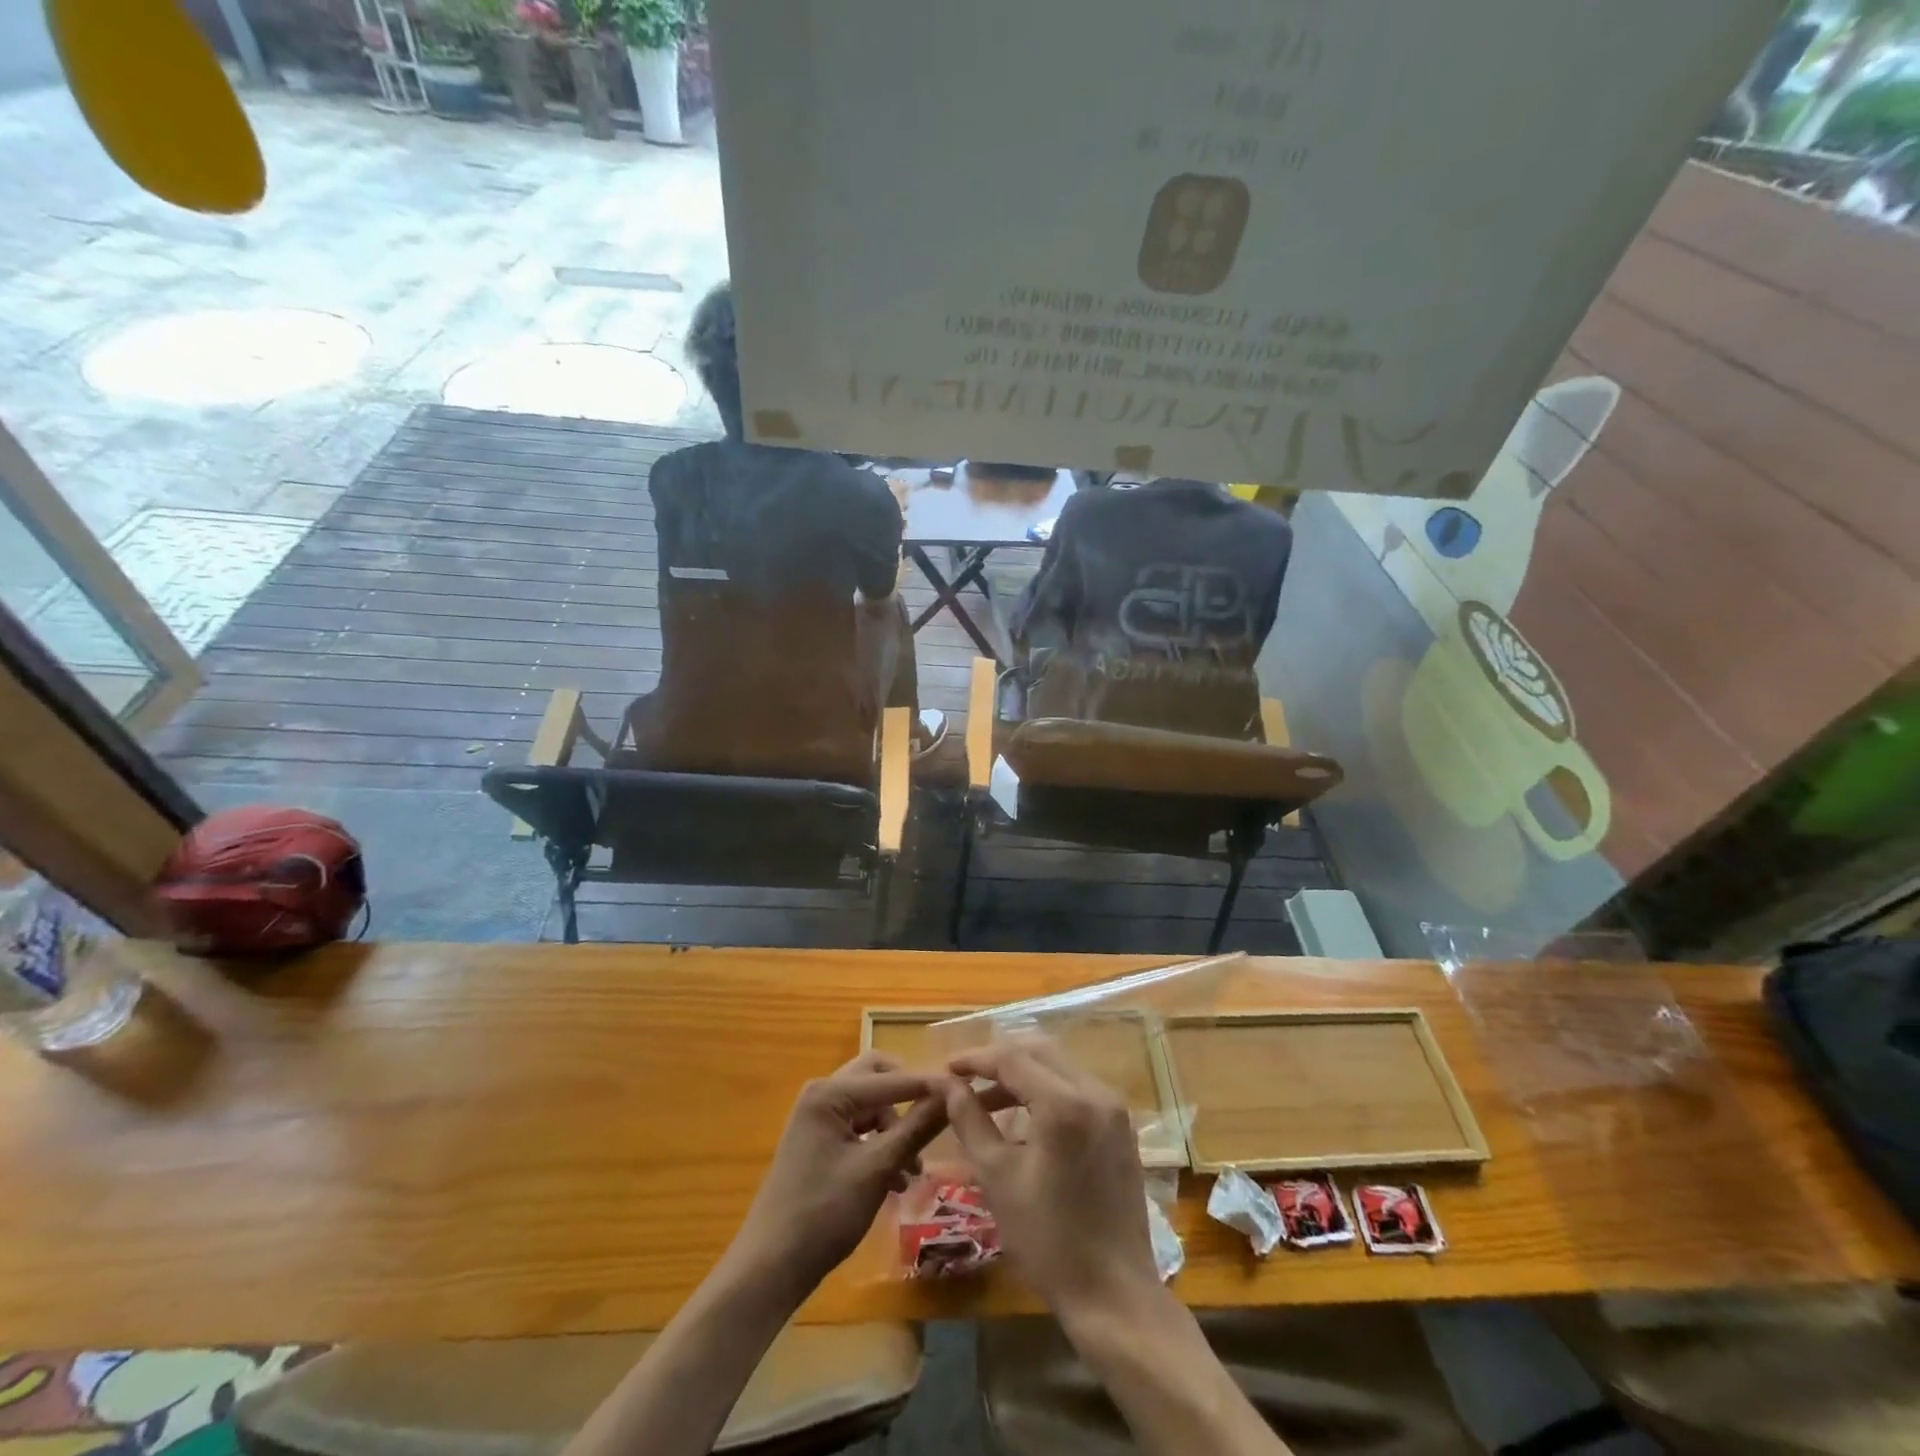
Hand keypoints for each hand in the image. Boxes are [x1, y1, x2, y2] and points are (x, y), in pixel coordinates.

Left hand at [728, 1053, 948, 1305]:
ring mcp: (818, 1118)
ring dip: (896, 1129)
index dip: (929, 1085)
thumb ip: (916, 1128)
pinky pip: (860, 1128)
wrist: (769, 1268)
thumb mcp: (877, 1169)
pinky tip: (896, 1180)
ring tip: (913, 1172)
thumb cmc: (823, 1214)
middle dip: (908, 1099)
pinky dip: (881, 1145)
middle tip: (934, 1122)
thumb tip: (952, 1095)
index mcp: (829, 1093)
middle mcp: (822, 1094)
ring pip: (872, 1106)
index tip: (964, 1093)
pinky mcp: (820, 1141)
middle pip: (879, 1079)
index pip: (892, 1078)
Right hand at [944, 1037, 1161, 1322]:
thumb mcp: (998, 1177)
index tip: (946, 1069)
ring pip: (1059, 1068)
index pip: (1011, 1058)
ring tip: (986, 1101)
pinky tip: (1024, 1118)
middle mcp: (1095, 1092)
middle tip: (964, 1080)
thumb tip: (947, 1084)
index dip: (975, 1058)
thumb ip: (970, 1120)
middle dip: (999, 1061)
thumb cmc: (1048, 1239)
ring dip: (1023, 1075)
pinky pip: (1078, 1089)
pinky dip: (1047, 1091)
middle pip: (1039, 1052)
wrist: (1113, 1294)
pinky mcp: (1121, 1127)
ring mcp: (1114, 1108)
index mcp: (1064, 1103)